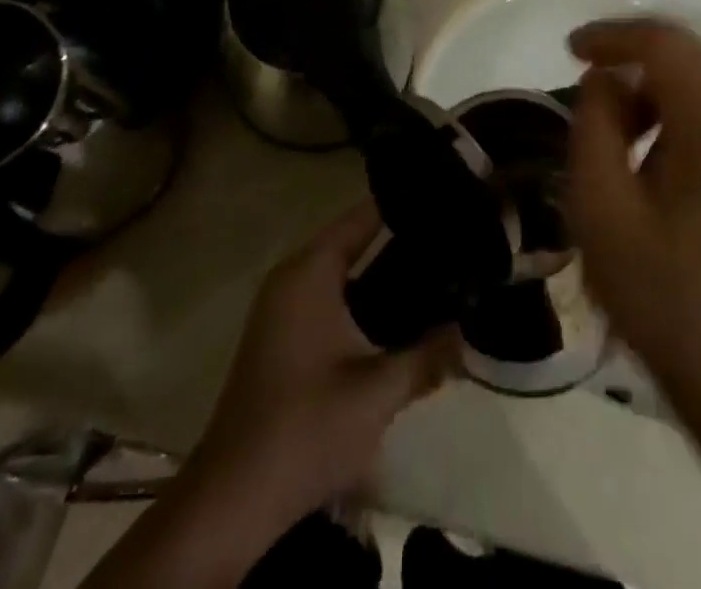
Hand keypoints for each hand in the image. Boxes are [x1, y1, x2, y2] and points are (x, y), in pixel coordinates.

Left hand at [186, 204, 458, 531]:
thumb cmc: (307, 426)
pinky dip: (364, 303)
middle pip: (354, 242)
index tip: (445, 201)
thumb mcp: (378, 391)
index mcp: (310, 272)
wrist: (234, 499)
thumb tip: (466, 332)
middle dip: (402, 246)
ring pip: (344, 275)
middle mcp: (293, 278)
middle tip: (451, 244)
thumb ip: (428, 356)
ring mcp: (283, 309)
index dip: (403, 206)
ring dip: (384, 279)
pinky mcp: (283, 339)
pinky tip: (399, 321)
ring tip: (437, 277)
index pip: (363, 217)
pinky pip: (332, 300)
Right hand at [566, 20, 700, 391]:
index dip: (613, 35)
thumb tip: (604, 80)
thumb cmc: (663, 291)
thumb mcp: (602, 207)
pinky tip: (643, 154)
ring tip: (607, 131)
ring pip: (696, 82)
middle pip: (684, 57)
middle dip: (628, 61)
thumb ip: (595, 125)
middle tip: (581, 87)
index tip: (569, 48)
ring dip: (647, 90)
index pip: (664, 44)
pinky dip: (669, 113)